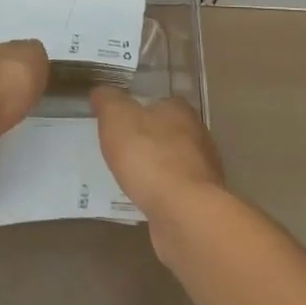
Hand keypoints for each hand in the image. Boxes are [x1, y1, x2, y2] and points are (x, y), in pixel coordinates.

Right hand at [90, 87, 225, 228]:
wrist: (184, 212)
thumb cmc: (149, 157)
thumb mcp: (117, 119)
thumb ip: (108, 102)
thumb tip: (101, 91)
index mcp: (179, 110)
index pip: (161, 103)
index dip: (141, 111)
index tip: (122, 123)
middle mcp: (197, 135)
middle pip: (170, 133)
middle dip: (150, 141)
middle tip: (123, 152)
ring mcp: (203, 170)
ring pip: (175, 163)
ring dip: (157, 170)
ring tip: (131, 179)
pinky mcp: (202, 201)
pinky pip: (177, 191)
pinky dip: (163, 194)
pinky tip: (146, 202)